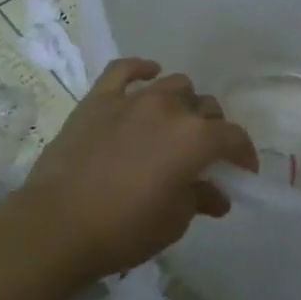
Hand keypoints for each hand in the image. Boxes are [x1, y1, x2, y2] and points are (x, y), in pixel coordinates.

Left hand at [19, 58, 258, 280]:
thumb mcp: (174, 222)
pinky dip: (141, 69)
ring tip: (176, 123)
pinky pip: (124, 70)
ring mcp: (133, 99)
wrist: (57, 226)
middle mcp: (170, 109)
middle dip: (212, 130)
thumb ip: (200, 199)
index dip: (243, 155)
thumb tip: (216, 195)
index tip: (241, 173)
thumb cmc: (124, 230)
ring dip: (183, 103)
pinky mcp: (99, 99)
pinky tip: (149, 74)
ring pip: (173, 85)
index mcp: (195, 138)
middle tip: (203, 156)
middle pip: (206, 108)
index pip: (234, 137)